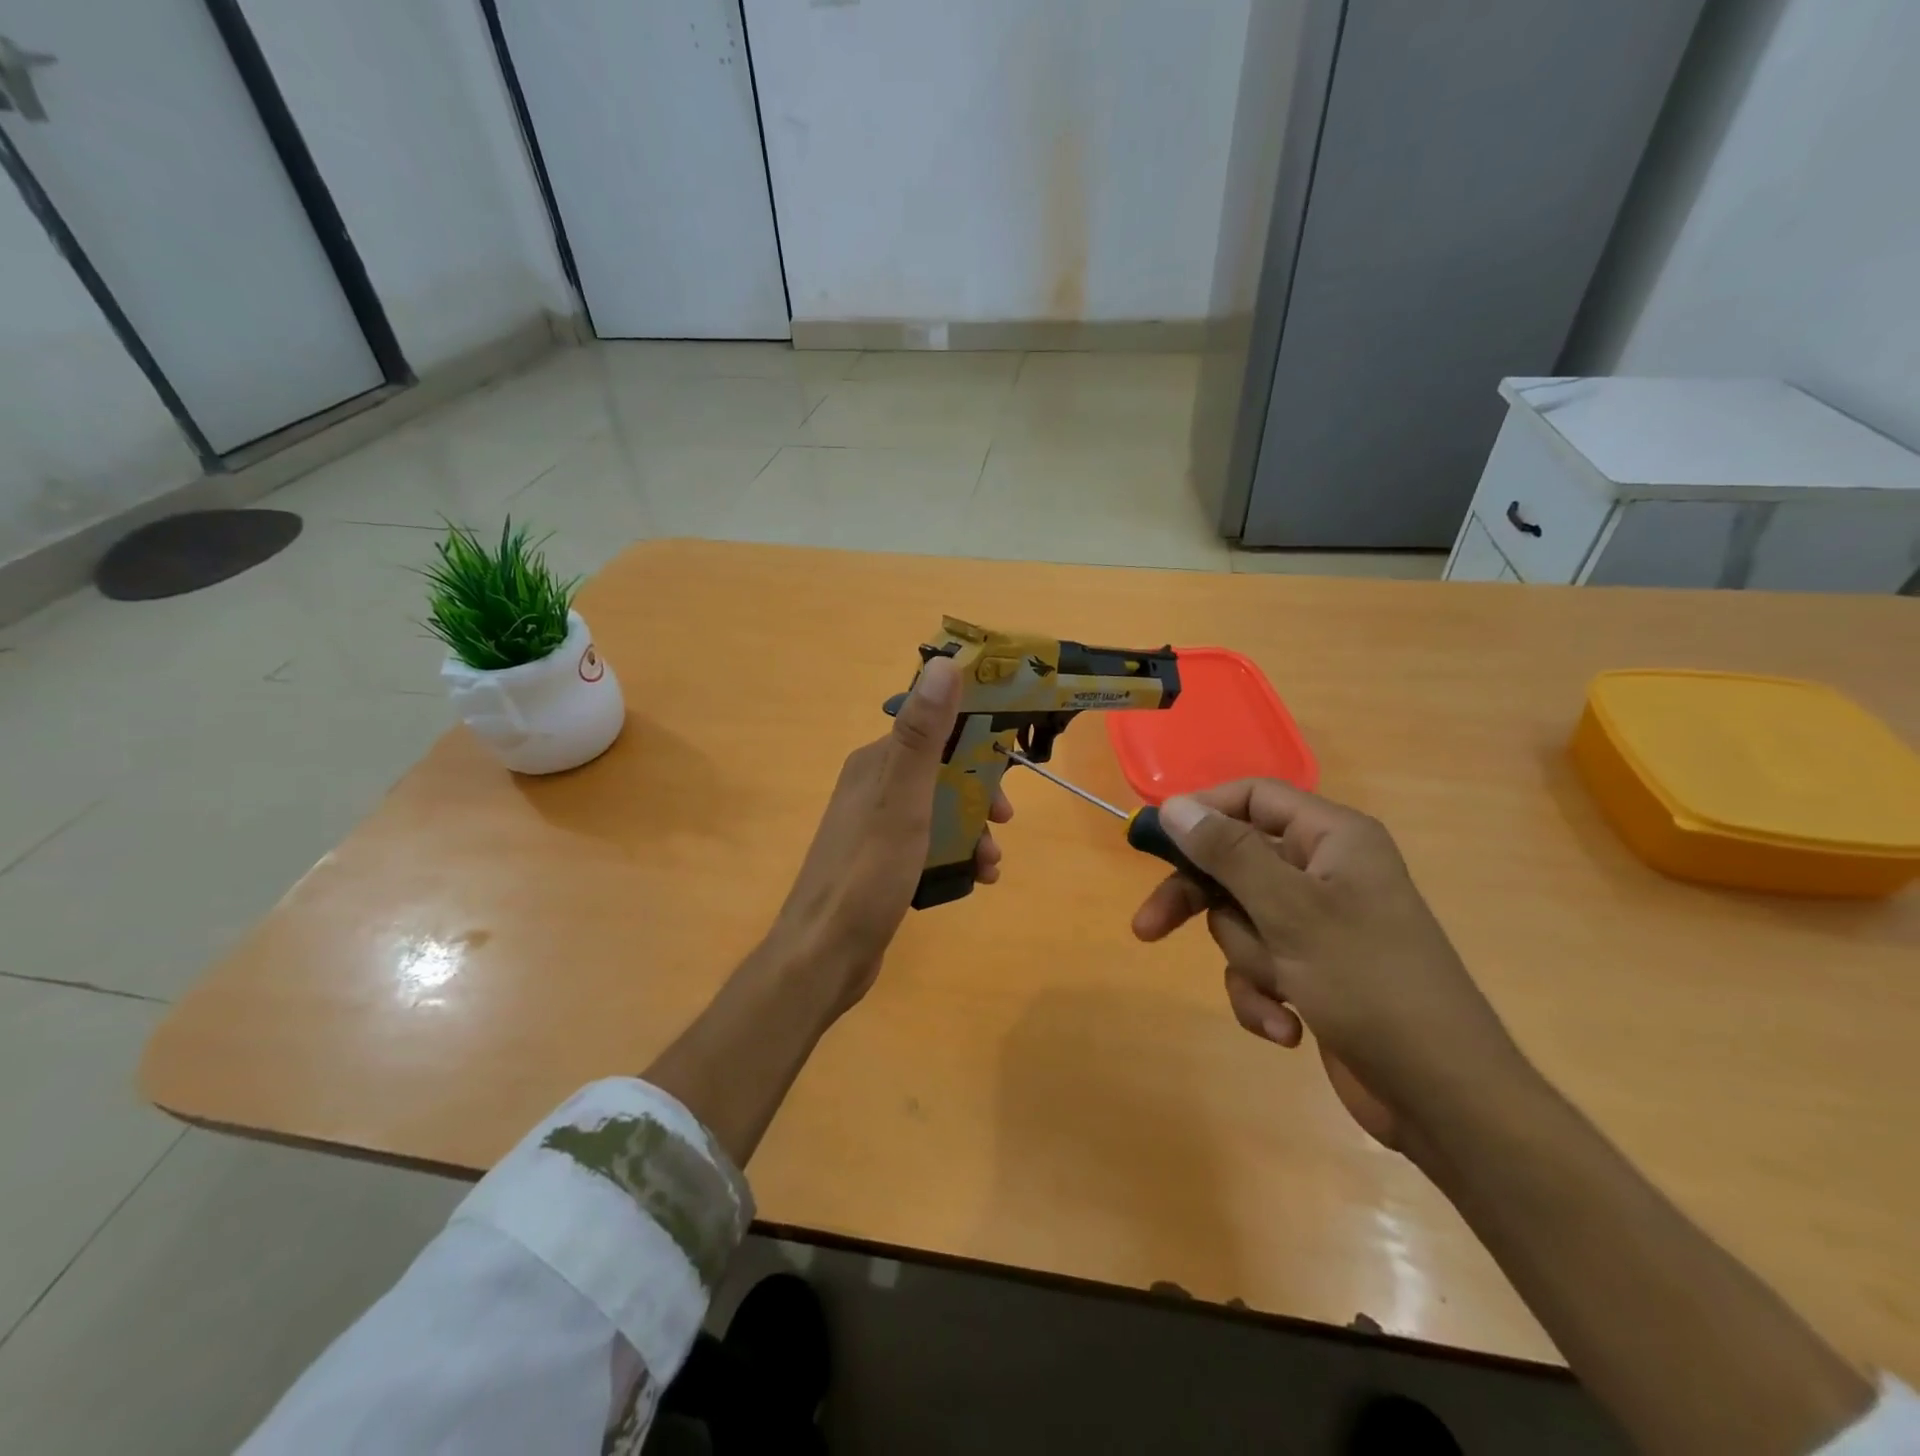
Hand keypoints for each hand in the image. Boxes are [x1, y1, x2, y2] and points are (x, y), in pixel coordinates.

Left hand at [765, 655, 1010, 1017]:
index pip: (934, 727)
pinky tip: (976, 880)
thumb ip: (922, 733)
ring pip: (941, 811)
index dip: (976, 735)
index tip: (1011, 756)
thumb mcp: (903, 797)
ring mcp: (876, 827)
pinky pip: (930, 845)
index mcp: (876, 762)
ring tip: (991, 862)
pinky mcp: (882, 863)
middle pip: (943, 771)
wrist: (825, 956)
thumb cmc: (868, 872)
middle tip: (1005, 818)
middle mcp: (874, 787)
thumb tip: (945, 661)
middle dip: (981, 791)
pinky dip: (957, 856)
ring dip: (974, 829)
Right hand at [1131, 780, 1527, 1149]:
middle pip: (1233, 862)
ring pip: (1240, 920)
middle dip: (1200, 903)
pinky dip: (1262, 996)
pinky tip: (1287, 1029)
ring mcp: (1317, 923)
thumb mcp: (1290, 911)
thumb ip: (1228, 853)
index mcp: (1332, 838)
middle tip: (1149, 927)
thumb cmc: (1370, 984)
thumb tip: (1173, 805)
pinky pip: (1258, 964)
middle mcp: (1323, 871)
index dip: (1202, 812)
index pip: (1252, 797)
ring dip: (1249, 960)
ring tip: (1284, 989)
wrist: (1444, 1097)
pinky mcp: (1311, 970)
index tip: (1154, 841)